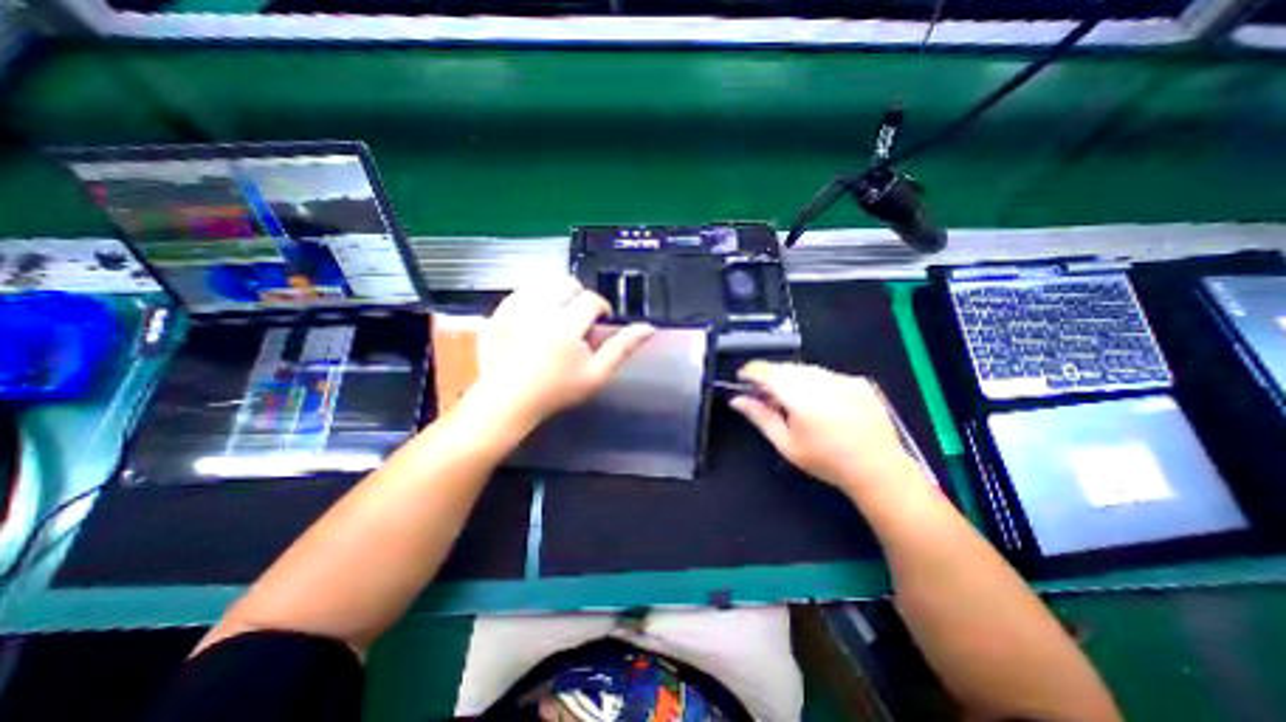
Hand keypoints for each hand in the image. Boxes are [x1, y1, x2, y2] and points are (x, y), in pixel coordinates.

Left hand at [467, 277, 655, 431]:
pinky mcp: (497, 313)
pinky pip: (521, 291)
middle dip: (578, 296)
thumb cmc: (556, 391)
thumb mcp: (596, 374)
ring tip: (558, 316)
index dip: (601, 308)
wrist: (507, 401)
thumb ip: (622, 348)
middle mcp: (538, 311)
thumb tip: (649, 328)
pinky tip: (536, 319)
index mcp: (565, 326)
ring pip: (542, 282)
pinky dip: (533, 299)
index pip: (591, 299)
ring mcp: (513, 310)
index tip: (599, 322)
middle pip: (566, 283)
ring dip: (556, 294)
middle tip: (578, 319)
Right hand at [727, 360, 917, 496]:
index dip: (749, 372)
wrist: (878, 469)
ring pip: (805, 368)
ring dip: (793, 378)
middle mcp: (819, 379)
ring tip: (797, 403)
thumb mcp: (786, 443)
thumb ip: (759, 417)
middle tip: (769, 398)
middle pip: (784, 367)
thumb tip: (736, 400)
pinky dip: (816, 382)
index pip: (765, 370)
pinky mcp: (859, 381)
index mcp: (798, 395)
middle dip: (771, 377)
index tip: (742, 380)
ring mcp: (842, 377)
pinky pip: (827, 374)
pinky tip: (823, 404)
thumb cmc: (826, 460)